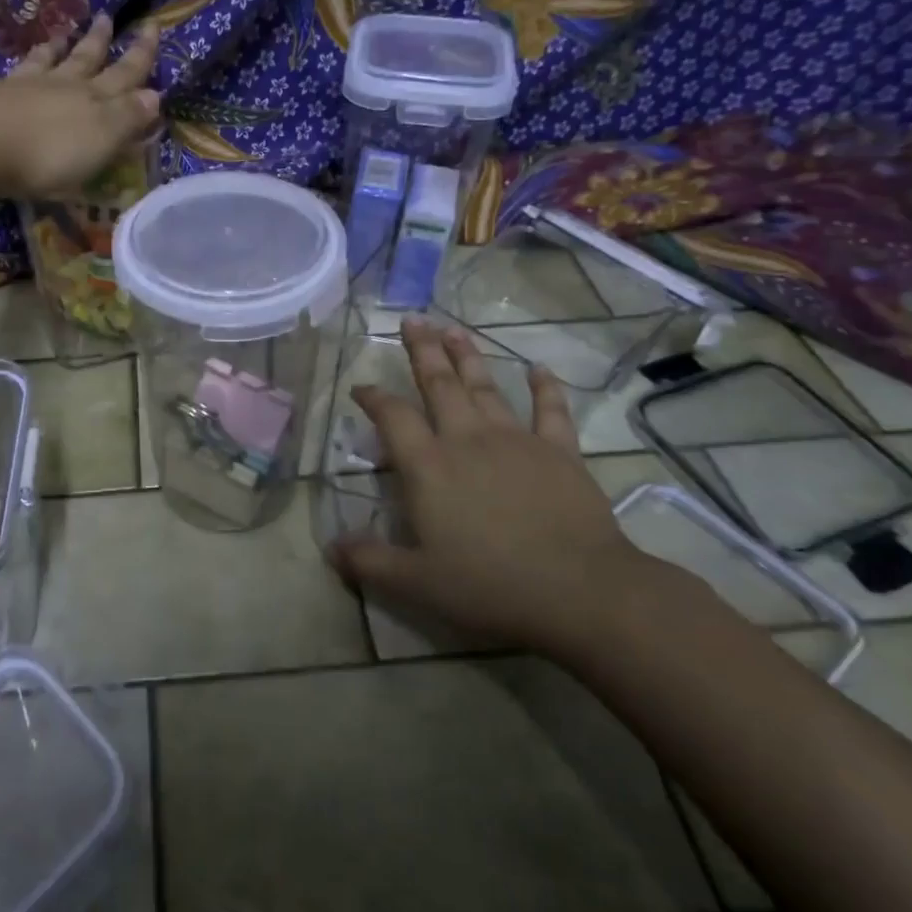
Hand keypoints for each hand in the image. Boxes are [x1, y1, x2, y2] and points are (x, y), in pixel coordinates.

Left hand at [0, 14, 162, 199]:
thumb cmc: (48, 151)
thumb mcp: (100, 139)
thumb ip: (127, 117)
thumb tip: (155, 95)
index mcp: (95, 100)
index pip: (126, 74)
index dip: (142, 55)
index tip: (153, 27)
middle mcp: (63, 87)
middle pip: (87, 60)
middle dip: (102, 42)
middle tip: (108, 17)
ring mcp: (26, 89)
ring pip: (51, 61)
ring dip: (61, 47)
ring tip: (65, 33)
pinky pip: (19, 72)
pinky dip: (28, 62)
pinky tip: (23, 61)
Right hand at [328, 319, 655, 655]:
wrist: (580, 590)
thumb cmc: (490, 584)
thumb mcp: (416, 582)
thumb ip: (369, 561)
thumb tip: (331, 548)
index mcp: (429, 466)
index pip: (393, 418)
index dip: (374, 398)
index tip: (361, 386)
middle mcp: (467, 440)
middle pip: (439, 385)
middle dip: (422, 351)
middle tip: (412, 320)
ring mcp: (516, 440)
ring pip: (485, 387)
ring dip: (467, 356)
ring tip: (453, 328)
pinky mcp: (559, 452)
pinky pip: (550, 411)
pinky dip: (545, 388)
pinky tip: (539, 369)